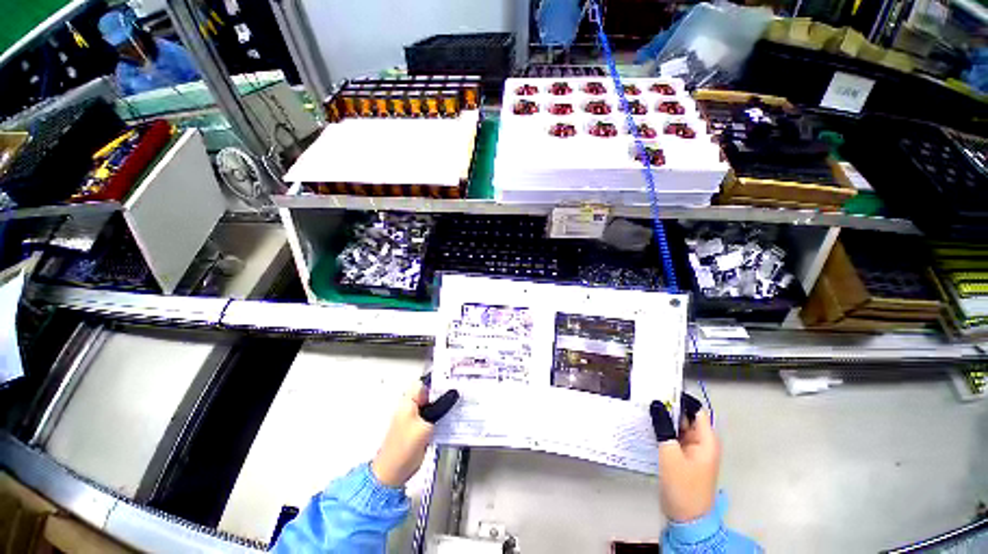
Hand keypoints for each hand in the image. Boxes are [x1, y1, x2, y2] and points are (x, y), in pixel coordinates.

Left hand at [371, 383, 458, 486]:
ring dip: (445, 403)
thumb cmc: (404, 448)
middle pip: (430, 392)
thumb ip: (440, 407)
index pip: (424, 382)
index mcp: (408, 401)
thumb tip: (453, 393)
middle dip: (444, 391)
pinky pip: (434, 415)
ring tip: (460, 400)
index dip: (437, 378)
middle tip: (460, 388)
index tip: (453, 378)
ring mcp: (416, 417)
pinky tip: (454, 415)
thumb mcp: (425, 425)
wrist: (394, 472)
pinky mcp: (421, 427)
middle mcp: (411, 406)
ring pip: (433, 404)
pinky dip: (443, 414)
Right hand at [650, 393, 719, 521]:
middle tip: (645, 398)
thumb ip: (663, 427)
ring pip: (678, 427)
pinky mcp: (683, 457)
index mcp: (706, 440)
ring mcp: (692, 450)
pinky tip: (647, 426)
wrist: (686, 518)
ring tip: (643, 408)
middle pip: (685, 417)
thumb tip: (656, 403)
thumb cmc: (683, 485)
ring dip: (664, 420)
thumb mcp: (670, 454)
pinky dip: (663, 431)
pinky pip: (673, 437)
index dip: (680, 399)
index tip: (659, 390)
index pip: (695, 410)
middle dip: (668, 408)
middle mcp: (702, 442)